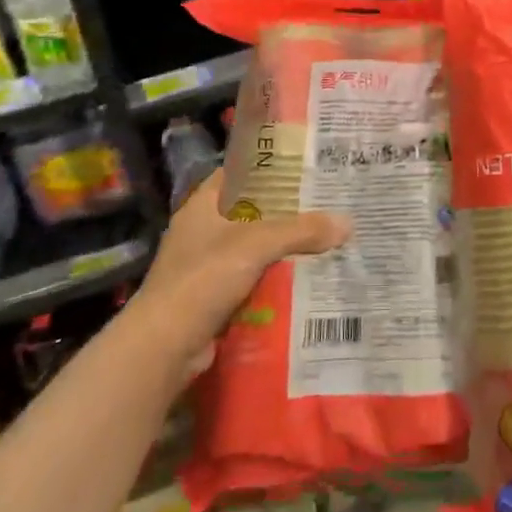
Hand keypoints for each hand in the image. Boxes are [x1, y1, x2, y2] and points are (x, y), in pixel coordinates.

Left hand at [136, 168, 350, 374]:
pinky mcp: (212, 296)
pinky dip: (274, 278)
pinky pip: (252, 278)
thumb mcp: (257, 244)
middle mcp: (203, 229)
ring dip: (283, 247)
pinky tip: (305, 278)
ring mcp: (206, 265)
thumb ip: (301, 230)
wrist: (164, 346)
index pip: (239, 171)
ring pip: (254, 246)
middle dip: (286, 210)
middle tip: (326, 203)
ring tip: (325, 239)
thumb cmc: (204, 278)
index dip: (269, 165)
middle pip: (252, 210)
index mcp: (204, 204)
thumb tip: (347, 223)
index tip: (304, 164)